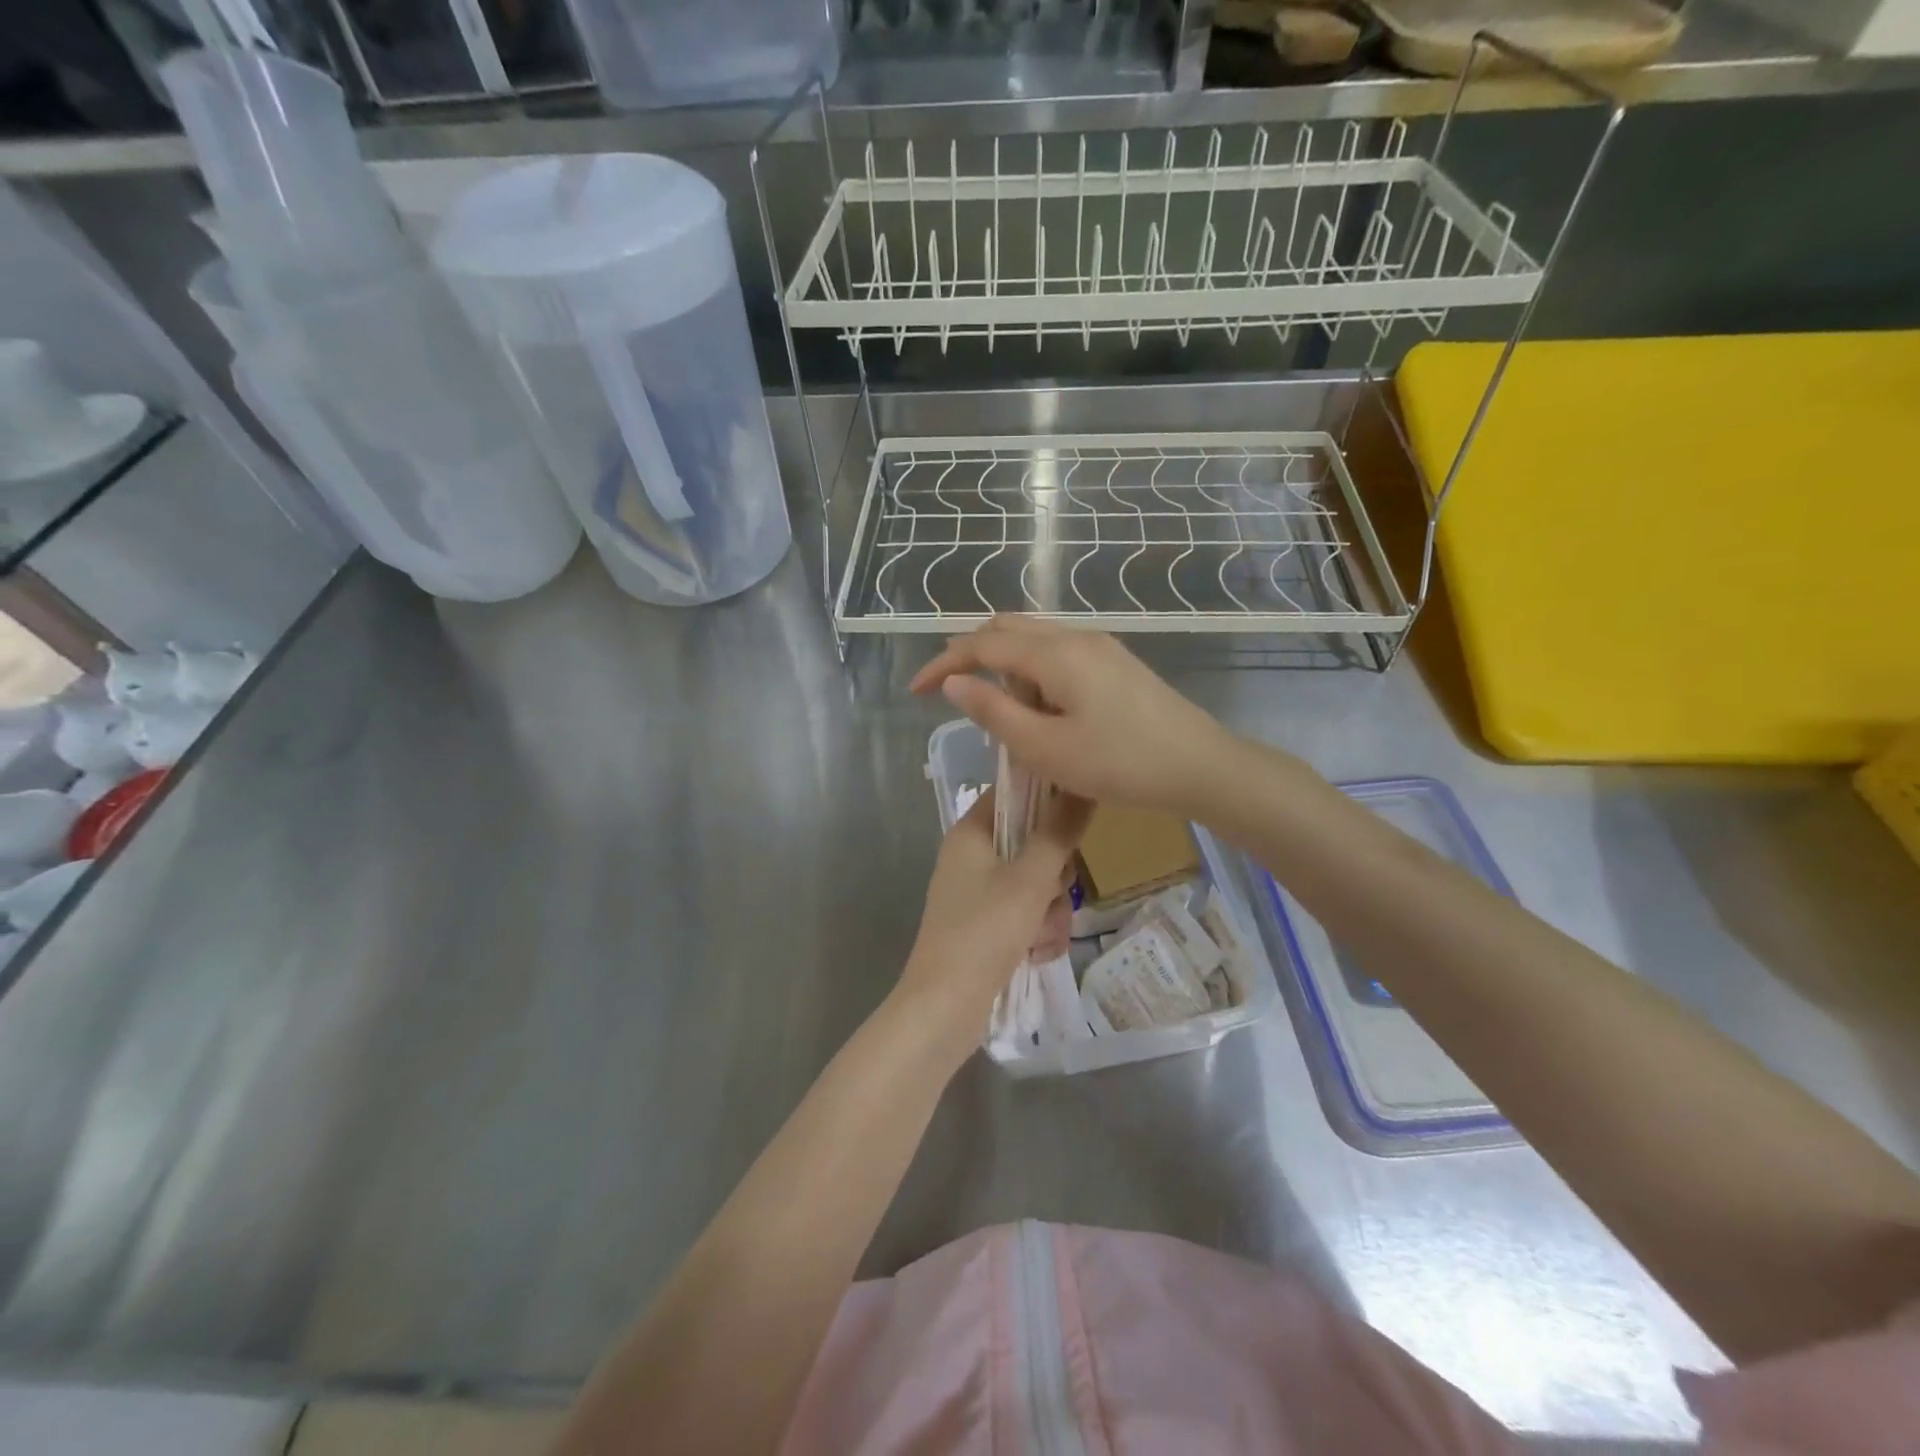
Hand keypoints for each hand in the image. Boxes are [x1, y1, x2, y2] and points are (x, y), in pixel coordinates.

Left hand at [893, 787, 1091, 1051]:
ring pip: (1038, 885)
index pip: (1014, 793)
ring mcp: (980, 894)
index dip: (1048, 799)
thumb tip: (1083, 786)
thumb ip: (1059, 833)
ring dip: (1051, 912)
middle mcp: (973, 857)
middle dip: (1055, 876)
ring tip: (1041, 937)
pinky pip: (1029, 916)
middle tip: (1054, 893)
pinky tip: (1036, 955)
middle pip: (1033, 843)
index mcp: (971, 833)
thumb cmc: (983, 932)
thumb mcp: (1030, 880)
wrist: (944, 1008)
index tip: (1076, 819)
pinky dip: (1038, 934)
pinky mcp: (988, 927)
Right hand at [910, 617, 1239, 815]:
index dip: (943, 663)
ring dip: (1002, 661)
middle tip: (947, 689)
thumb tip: (955, 682)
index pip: (982, 645)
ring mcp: (1099, 646)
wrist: (1198, 765)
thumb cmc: (1119, 763)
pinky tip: (1034, 702)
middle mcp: (1075, 636)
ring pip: (1033, 637)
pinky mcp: (1114, 661)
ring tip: (990, 703)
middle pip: (1007, 628)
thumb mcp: (1046, 748)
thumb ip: (994, 712)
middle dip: (970, 653)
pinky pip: (1057, 650)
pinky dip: (1030, 668)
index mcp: (1054, 654)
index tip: (915, 690)